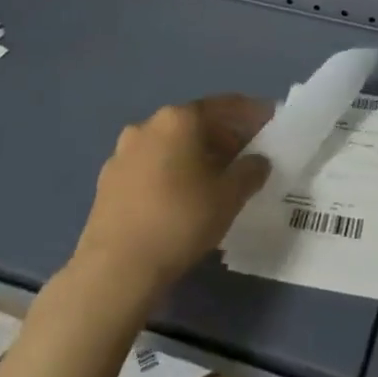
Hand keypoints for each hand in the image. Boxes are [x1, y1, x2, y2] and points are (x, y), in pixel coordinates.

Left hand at [72, 95, 271, 299]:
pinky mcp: (107, 183)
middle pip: (195, 124)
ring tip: (214, 183)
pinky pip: (150, 168)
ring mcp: (122, 154)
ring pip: (170, 146)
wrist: (114, 271)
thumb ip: (251, 171)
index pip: (224, 105)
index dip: (252, 113)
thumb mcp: (229, 197)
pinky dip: (170, 174)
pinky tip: (180, 201)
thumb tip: (258, 161)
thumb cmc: (180, 221)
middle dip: (223, 138)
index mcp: (179, 119)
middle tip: (245, 159)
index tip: (270, 122)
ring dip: (194, 157)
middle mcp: (148, 126)